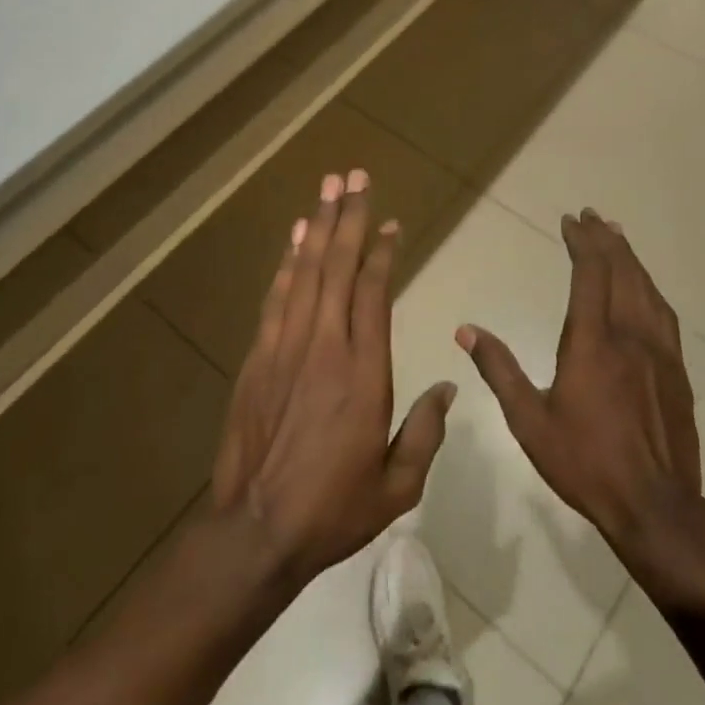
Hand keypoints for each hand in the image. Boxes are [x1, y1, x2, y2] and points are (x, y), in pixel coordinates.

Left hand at [210, 169, 456, 588]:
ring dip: (319, 226)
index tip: (390, 223)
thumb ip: (426, 432)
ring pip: (306, 272)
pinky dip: (288, 261)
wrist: (256, 529)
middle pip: (338, 267)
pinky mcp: (258, 356)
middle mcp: (325, 346)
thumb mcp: (397, 485)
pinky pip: (277, 296)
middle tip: (355, 176)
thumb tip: (448, 387)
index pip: (374, 294)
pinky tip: (296, 237)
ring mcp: (286, 347)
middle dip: (349, 217)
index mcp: (365, 373)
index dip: (382, 253)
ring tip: (328, 187)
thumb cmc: (334, 509)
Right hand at [457, 209, 704, 597]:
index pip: (590, 274)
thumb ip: (499, 370)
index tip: (570, 220)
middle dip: (606, 239)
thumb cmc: (586, 462)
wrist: (656, 507)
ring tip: (618, 237)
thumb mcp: (530, 420)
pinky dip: (650, 288)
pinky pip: (664, 314)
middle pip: (622, 272)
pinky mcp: (677, 371)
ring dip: (630, 258)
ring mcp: (659, 352)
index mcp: (593, 342)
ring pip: (646, 289)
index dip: (582, 242)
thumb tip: (466, 331)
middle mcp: (630, 335)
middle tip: (592, 216)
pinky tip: (645, 289)